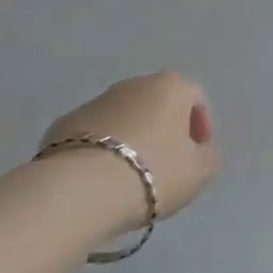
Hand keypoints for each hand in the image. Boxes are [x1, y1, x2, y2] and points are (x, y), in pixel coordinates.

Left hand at [40, 72, 220, 224]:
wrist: (81, 189)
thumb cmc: (152, 173)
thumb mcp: (199, 172)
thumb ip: (209, 157)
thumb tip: (203, 151)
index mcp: (171, 86)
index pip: (195, 99)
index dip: (200, 128)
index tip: (196, 157)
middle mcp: (135, 84)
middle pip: (157, 104)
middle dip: (163, 131)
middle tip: (164, 168)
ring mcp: (96, 101)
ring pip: (123, 118)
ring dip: (130, 139)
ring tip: (128, 178)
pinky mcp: (64, 124)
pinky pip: (92, 135)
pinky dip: (99, 151)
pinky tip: (98, 181)